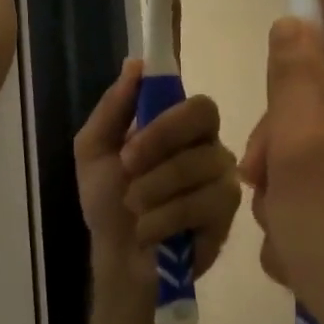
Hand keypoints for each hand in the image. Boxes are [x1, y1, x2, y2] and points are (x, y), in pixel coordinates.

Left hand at [75, 61, 240, 292]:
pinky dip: (164, 218)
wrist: (118, 259)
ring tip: (134, 208)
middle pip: (204, 118)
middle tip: (127, 170)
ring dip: (153, 189)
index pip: (195, 101)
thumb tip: (135, 64)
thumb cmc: (108, 202)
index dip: (165, 116)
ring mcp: (223, 180)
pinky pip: (202, 204)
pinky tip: (150, 231)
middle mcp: (208, 146)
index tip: (129, 142)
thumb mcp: (94, 150)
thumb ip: (113, 107)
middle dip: (158, 145)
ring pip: (198, 165)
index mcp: (180, 127)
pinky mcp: (228, 215)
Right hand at [240, 0, 323, 323]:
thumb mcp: (303, 154)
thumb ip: (295, 79)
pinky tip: (300, 243)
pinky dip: (300, 200)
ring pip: (314, 133)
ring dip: (284, 170)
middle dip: (281, 123)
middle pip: (323, 84)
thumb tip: (295, 27)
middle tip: (262, 174)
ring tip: (283, 222)